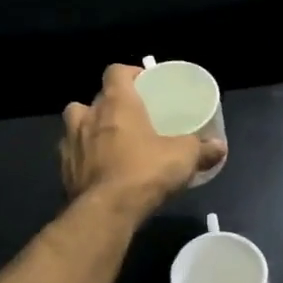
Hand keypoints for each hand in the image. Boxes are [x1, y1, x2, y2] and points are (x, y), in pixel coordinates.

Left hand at [62, 64, 225, 212]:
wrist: (106, 212)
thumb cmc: (145, 172)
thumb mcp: (183, 158)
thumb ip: (202, 149)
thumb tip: (220, 146)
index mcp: (116, 103)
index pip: (115, 71)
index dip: (128, 73)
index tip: (142, 83)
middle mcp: (88, 116)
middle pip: (93, 99)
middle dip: (108, 105)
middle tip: (129, 118)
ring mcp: (70, 143)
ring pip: (74, 124)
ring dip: (87, 129)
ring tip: (107, 142)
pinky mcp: (63, 170)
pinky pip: (71, 155)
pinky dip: (82, 158)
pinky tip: (98, 171)